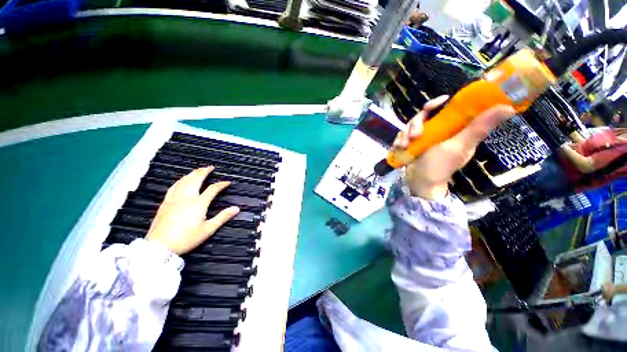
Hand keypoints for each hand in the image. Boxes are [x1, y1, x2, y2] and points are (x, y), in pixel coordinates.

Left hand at [146, 166, 239, 254]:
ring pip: (184, 181)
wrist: (160, 246)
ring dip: (192, 174)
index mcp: (198, 203)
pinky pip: (173, 187)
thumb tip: (236, 208)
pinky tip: (181, 180)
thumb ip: (223, 217)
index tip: (227, 182)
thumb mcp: (208, 229)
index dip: (221, 184)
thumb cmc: (186, 238)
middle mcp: (186, 197)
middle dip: (204, 172)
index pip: (213, 189)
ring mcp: (174, 199)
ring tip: (198, 170)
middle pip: (196, 180)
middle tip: (210, 167)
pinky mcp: (165, 203)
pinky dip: (180, 180)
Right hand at [394, 95, 515, 199]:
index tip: (431, 106)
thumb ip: (478, 128)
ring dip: (405, 135)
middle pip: (423, 116)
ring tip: (405, 146)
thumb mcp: (459, 146)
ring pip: (410, 126)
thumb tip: (507, 108)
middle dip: (416, 124)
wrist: (419, 183)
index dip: (437, 104)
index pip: (446, 108)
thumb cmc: (440, 166)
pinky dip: (399, 141)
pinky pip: (402, 136)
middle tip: (415, 136)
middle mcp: (437, 130)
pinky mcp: (411, 144)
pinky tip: (400, 148)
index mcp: (452, 128)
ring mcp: (422, 138)